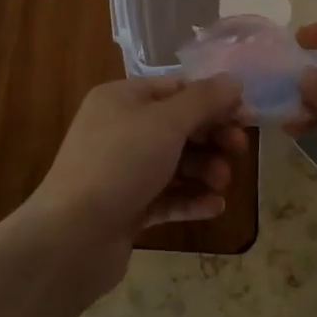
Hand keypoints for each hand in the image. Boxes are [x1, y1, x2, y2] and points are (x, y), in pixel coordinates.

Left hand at [16, 75, 247, 294]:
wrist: (70, 237)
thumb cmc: (120, 164)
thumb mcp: (167, 123)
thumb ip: (204, 101)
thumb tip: (234, 80)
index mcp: (121, 99)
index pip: (175, 89)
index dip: (213, 100)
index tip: (246, 116)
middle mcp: (119, 130)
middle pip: (177, 126)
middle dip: (211, 138)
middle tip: (239, 151)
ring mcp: (120, 171)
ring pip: (173, 164)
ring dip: (204, 170)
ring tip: (222, 184)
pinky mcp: (125, 208)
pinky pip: (165, 197)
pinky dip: (190, 199)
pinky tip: (215, 207)